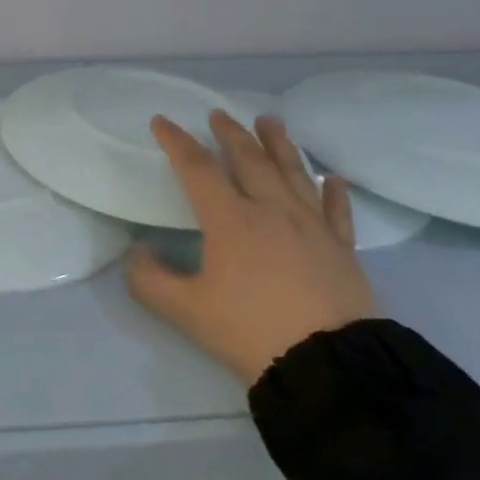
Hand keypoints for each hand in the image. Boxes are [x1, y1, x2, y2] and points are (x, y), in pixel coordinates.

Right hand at [126, 112, 374, 386]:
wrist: (331, 366)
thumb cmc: (250, 331)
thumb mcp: (184, 310)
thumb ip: (149, 279)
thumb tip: (138, 252)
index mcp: (230, 220)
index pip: (197, 169)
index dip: (176, 142)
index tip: (161, 121)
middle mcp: (272, 211)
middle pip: (249, 159)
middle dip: (230, 133)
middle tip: (219, 114)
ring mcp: (312, 227)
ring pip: (293, 173)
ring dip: (279, 144)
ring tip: (270, 121)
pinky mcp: (342, 249)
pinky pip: (336, 210)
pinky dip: (332, 191)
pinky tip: (330, 177)